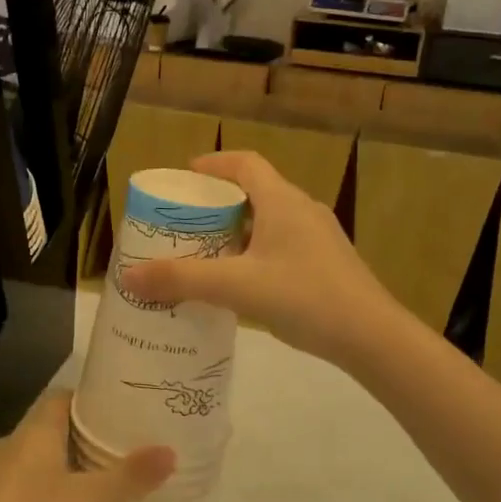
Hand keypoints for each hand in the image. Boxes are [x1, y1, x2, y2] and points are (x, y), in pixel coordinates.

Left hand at [0, 390, 173, 501]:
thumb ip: (129, 477)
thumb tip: (170, 451)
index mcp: (33, 432)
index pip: (65, 399)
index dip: (94, 404)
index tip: (124, 417)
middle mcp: (12, 448)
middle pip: (60, 440)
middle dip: (94, 462)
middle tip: (125, 481)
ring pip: (48, 477)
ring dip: (78, 498)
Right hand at [118, 150, 401, 366]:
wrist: (372, 337)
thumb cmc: (304, 297)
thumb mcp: (236, 287)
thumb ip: (182, 280)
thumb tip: (128, 277)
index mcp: (282, 201)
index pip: (245, 164)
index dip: (214, 164)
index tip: (186, 175)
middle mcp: (303, 210)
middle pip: (256, 192)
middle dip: (219, 203)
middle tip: (188, 221)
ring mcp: (320, 238)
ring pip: (270, 221)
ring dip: (238, 230)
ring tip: (208, 253)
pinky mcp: (328, 264)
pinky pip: (283, 245)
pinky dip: (257, 252)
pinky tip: (244, 284)